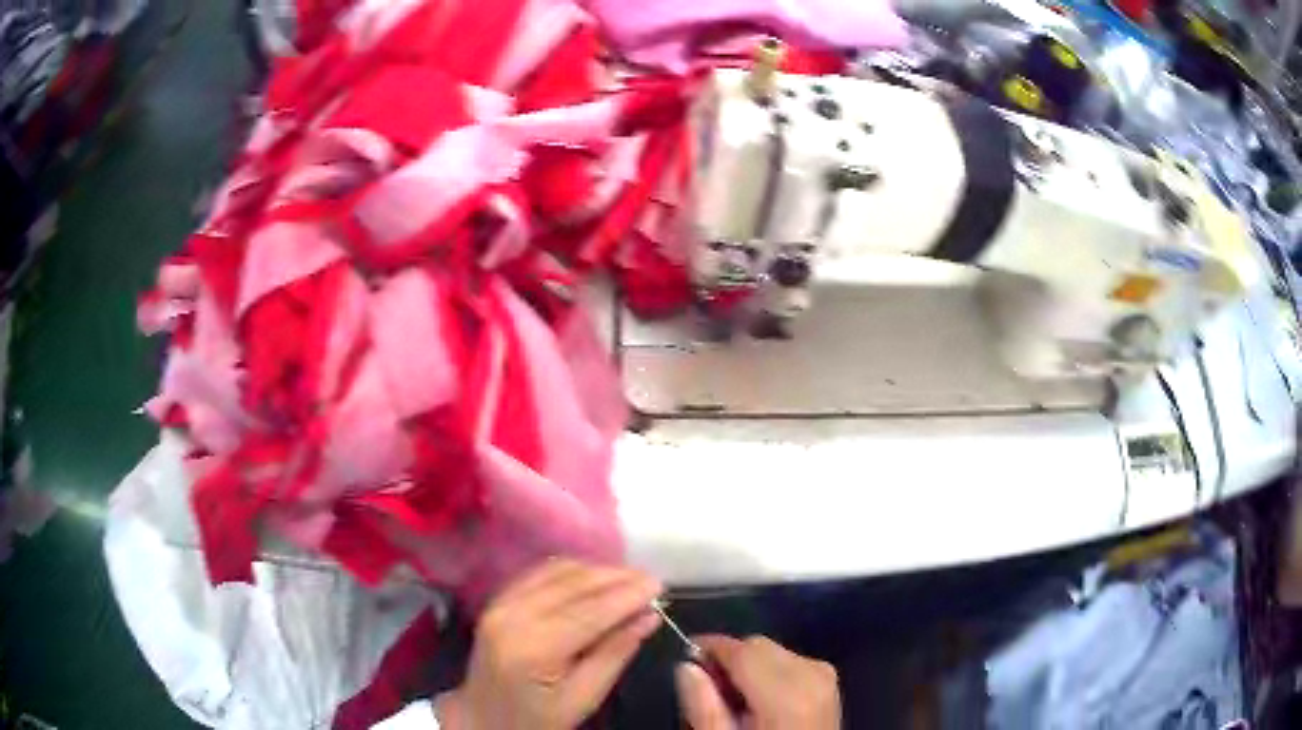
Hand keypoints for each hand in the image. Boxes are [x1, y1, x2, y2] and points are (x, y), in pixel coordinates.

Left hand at [437, 559, 662, 729]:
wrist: (482, 718)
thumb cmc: (536, 719)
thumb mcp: (582, 699)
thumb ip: (614, 655)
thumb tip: (649, 617)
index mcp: (532, 648)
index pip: (588, 612)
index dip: (626, 595)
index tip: (660, 585)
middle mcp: (511, 615)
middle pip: (572, 585)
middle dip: (616, 578)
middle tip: (651, 582)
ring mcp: (500, 604)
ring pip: (556, 572)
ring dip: (596, 571)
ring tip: (629, 581)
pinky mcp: (497, 600)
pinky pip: (539, 574)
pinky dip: (571, 571)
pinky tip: (594, 578)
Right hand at [676, 635, 839, 729]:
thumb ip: (704, 708)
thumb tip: (687, 667)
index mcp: (787, 694)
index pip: (742, 650)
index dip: (710, 647)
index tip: (686, 658)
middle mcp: (812, 674)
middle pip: (758, 646)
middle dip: (729, 660)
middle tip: (707, 691)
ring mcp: (826, 676)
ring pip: (773, 651)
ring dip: (748, 667)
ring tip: (733, 702)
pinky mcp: (829, 682)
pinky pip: (790, 661)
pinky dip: (768, 673)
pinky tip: (759, 702)